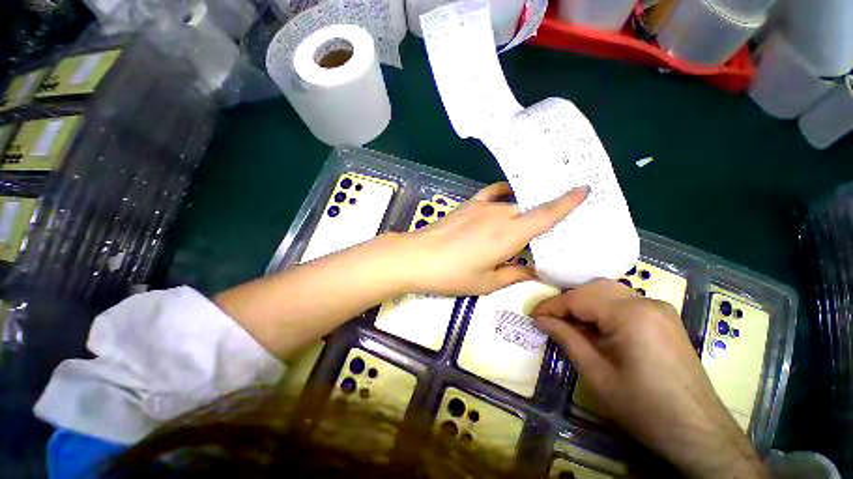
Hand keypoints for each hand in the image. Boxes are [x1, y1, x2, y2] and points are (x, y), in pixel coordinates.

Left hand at [393, 182, 588, 295]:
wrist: (417, 257)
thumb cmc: (452, 275)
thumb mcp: (486, 283)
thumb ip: (514, 275)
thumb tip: (535, 273)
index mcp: (509, 235)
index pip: (546, 215)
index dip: (567, 202)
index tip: (584, 189)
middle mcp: (500, 215)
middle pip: (529, 211)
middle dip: (542, 217)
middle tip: (549, 229)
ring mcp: (482, 207)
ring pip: (512, 206)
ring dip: (522, 213)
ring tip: (525, 223)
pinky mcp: (468, 205)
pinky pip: (491, 194)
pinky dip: (503, 193)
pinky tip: (507, 197)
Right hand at [531, 281, 765, 478]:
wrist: (698, 433)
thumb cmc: (644, 407)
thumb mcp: (597, 374)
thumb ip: (566, 338)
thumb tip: (540, 319)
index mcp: (631, 314)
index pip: (578, 299)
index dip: (551, 306)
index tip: (532, 315)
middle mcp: (646, 302)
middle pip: (593, 289)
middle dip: (567, 302)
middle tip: (549, 319)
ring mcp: (659, 308)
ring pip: (608, 292)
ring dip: (584, 303)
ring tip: (568, 323)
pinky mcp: (664, 318)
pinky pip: (624, 303)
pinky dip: (602, 309)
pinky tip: (595, 328)